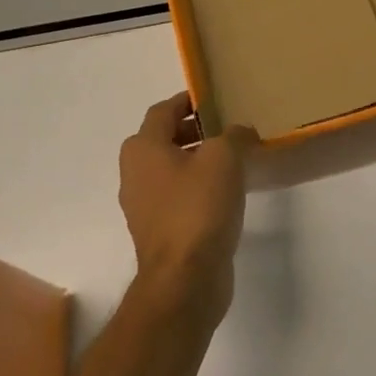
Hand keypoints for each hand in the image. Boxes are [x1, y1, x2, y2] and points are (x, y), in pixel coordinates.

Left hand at [117, 94, 255, 324]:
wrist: (185, 278)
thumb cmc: (199, 207)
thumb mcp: (224, 157)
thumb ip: (234, 135)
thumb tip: (240, 132)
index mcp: (143, 149)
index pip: (163, 111)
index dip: (187, 100)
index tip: (213, 98)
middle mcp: (135, 174)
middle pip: (163, 139)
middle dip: (194, 130)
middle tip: (227, 128)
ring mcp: (144, 206)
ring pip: (171, 169)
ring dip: (197, 160)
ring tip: (233, 160)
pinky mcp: (159, 231)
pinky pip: (178, 196)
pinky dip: (197, 186)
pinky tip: (226, 193)